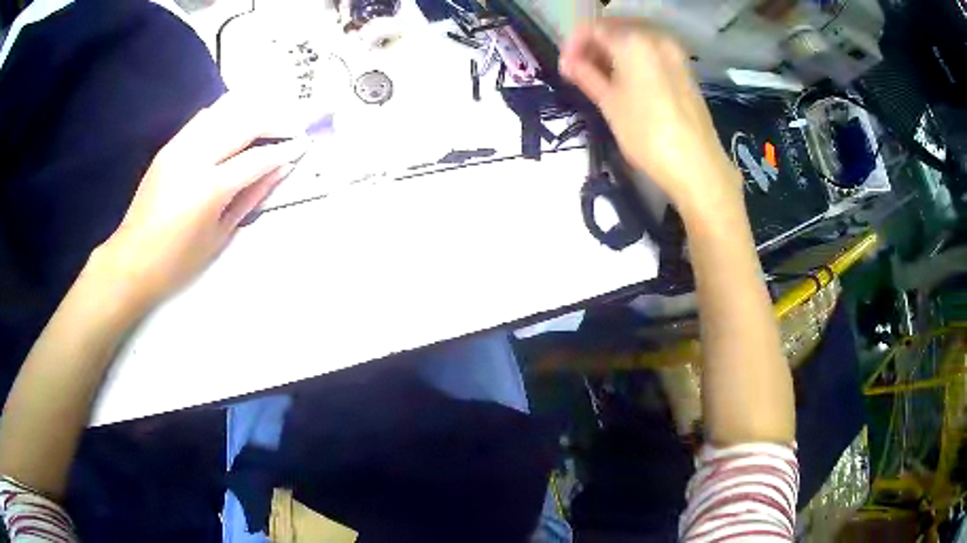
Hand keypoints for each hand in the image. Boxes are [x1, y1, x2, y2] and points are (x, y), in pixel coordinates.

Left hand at [95, 94, 309, 311]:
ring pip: (225, 110)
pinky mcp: (170, 145)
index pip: (257, 158)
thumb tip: (280, 170)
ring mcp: (180, 146)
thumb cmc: (178, 261)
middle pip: (244, 122)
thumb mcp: (221, 235)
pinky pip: (205, 117)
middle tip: (294, 127)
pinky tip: (239, 121)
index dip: (284, 150)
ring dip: (254, 109)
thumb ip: (252, 197)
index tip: (303, 146)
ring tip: (272, 118)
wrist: (133, 259)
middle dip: (275, 121)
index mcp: (209, 188)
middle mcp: (195, 157)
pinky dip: (228, 112)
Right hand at [560, 20, 742, 220]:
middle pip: (615, 28)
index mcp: (633, 41)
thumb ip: (586, 75)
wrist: (697, 165)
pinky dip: (633, 58)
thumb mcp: (609, 103)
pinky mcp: (684, 68)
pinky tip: (626, 79)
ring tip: (601, 77)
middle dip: (594, 45)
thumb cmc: (647, 134)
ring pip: (634, 38)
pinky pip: (651, 51)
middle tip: (580, 71)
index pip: (593, 28)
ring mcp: (674, 52)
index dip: (573, 44)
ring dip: (613, 51)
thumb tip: (568, 63)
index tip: (565, 67)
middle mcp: (656, 37)